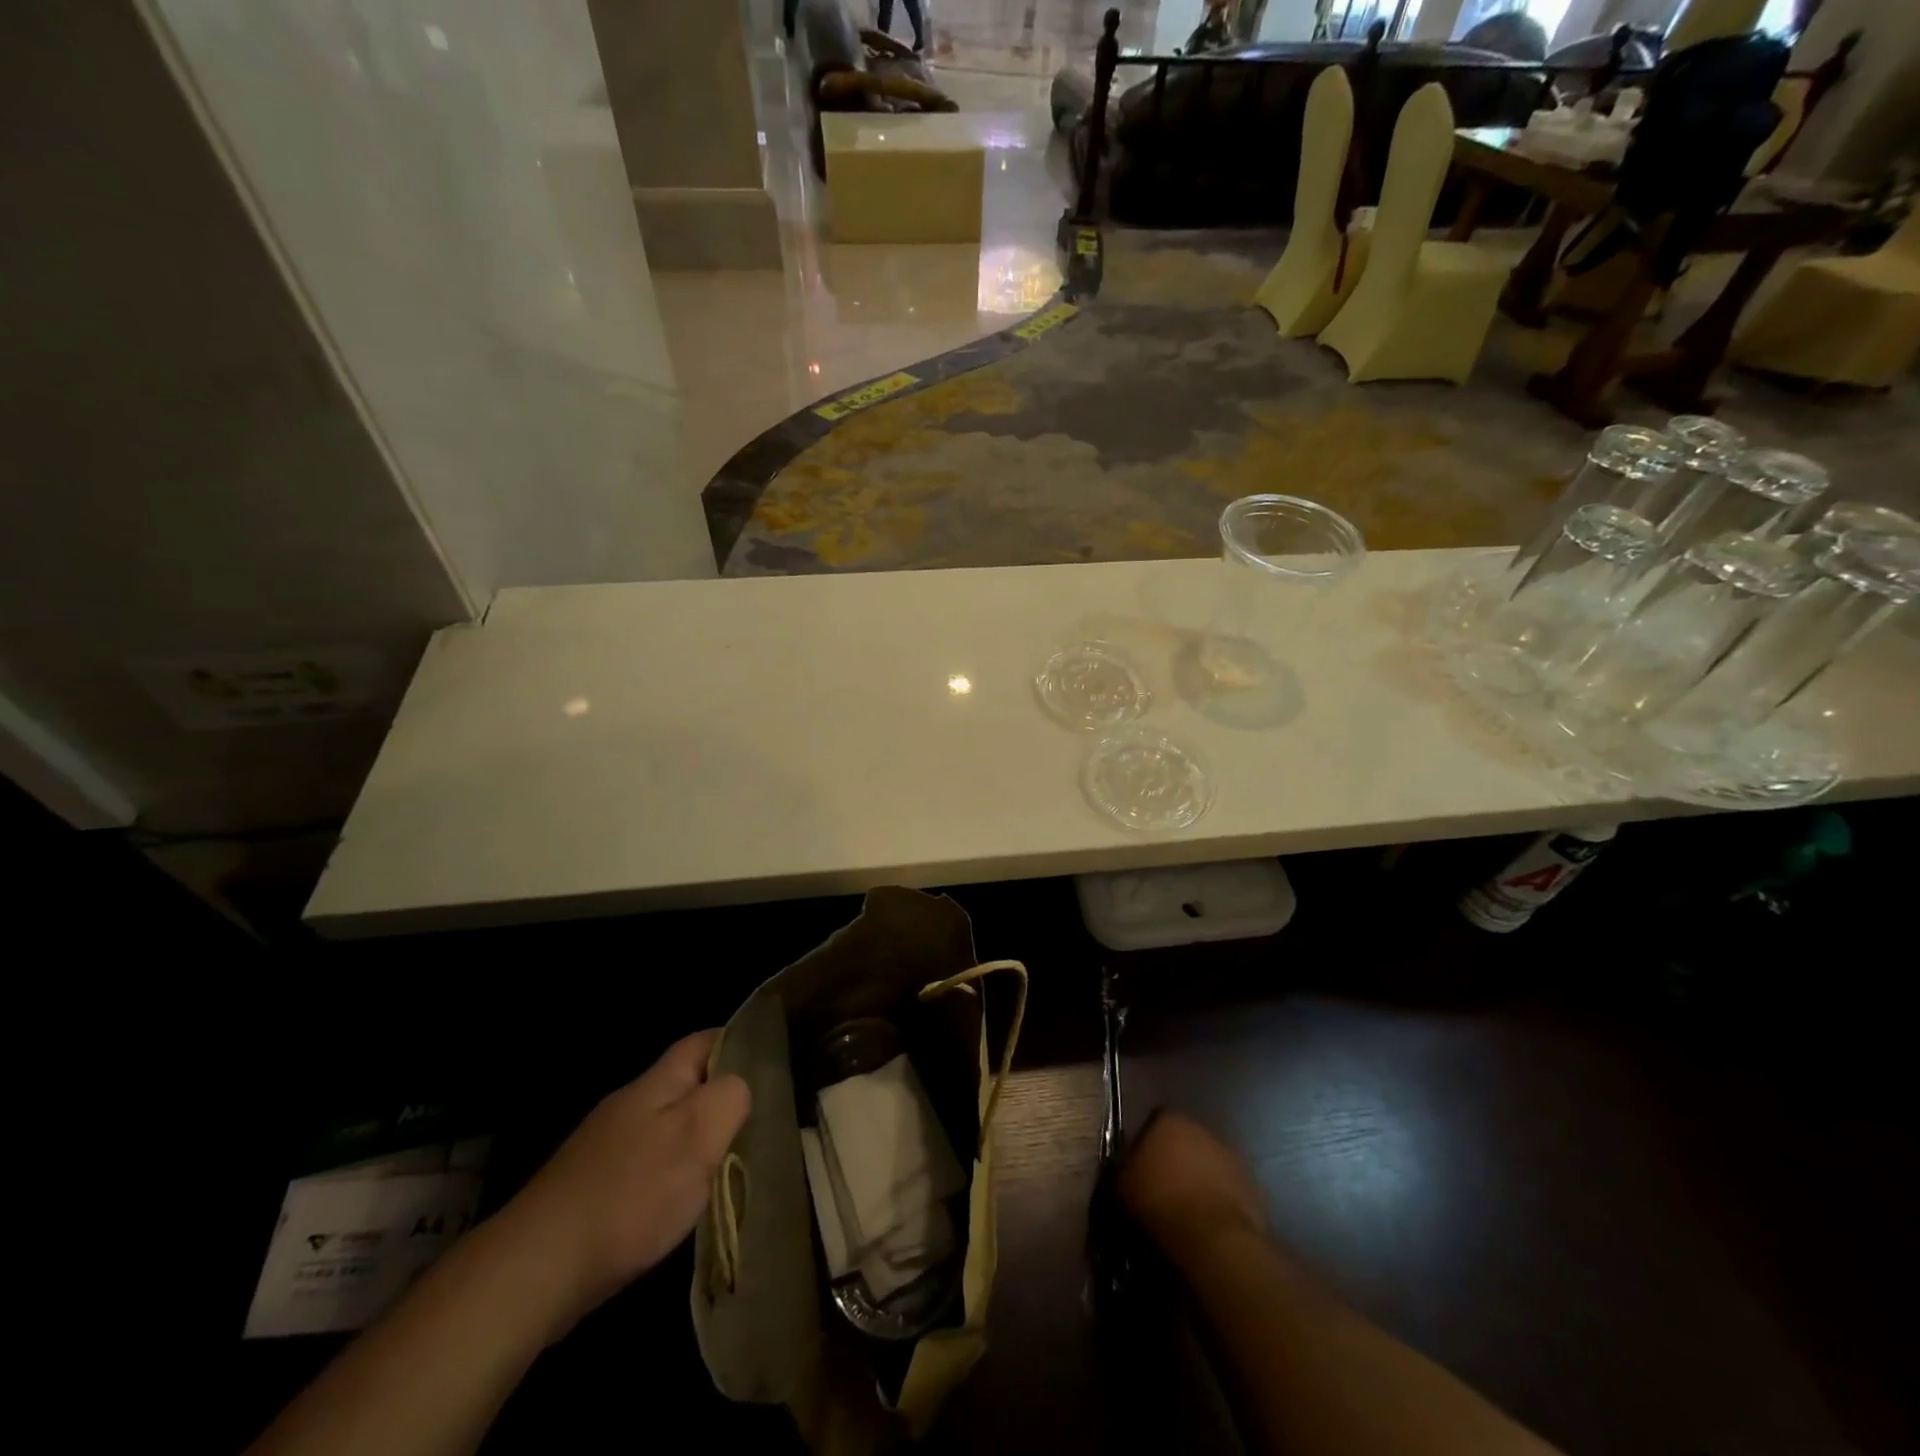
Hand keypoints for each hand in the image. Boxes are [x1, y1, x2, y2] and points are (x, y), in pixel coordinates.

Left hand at [501, 1031, 749, 1336]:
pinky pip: (647, 1165)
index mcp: (656, 1083)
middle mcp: (630, 1105)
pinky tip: (682, 1205)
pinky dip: (672, 1176)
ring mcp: (607, 1148)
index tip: (771, 1064)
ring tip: (732, 1166)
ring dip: (698, 1141)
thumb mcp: (697, 1136)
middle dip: (722, 1098)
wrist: (536, 1269)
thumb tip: (740, 1086)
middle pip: (687, 1085)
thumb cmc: (630, 1194)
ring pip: (668, 1127)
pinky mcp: (593, 1189)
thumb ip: (729, 1099)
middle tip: (762, 1122)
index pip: (704, 1041)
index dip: (738, 1042)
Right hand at [1116, 1111, 1266, 1266]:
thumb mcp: (1121, 1184)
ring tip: (1187, 1210)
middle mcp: (1202, 1128)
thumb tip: (1126, 1163)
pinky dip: (1219, 1200)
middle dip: (1176, 1159)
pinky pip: (1228, 1189)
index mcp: (1169, 1120)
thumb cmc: (1160, 1203)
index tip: (1140, 1168)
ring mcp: (1232, 1156)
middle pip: (1184, 1140)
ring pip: (1208, 1164)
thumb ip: (1123, 1165)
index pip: (1154, 1121)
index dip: (1147, 1144)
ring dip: (1200, 1179)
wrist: (1213, 1240)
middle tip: (1163, 1188)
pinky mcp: (1253, 1186)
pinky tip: (1208, 1224)